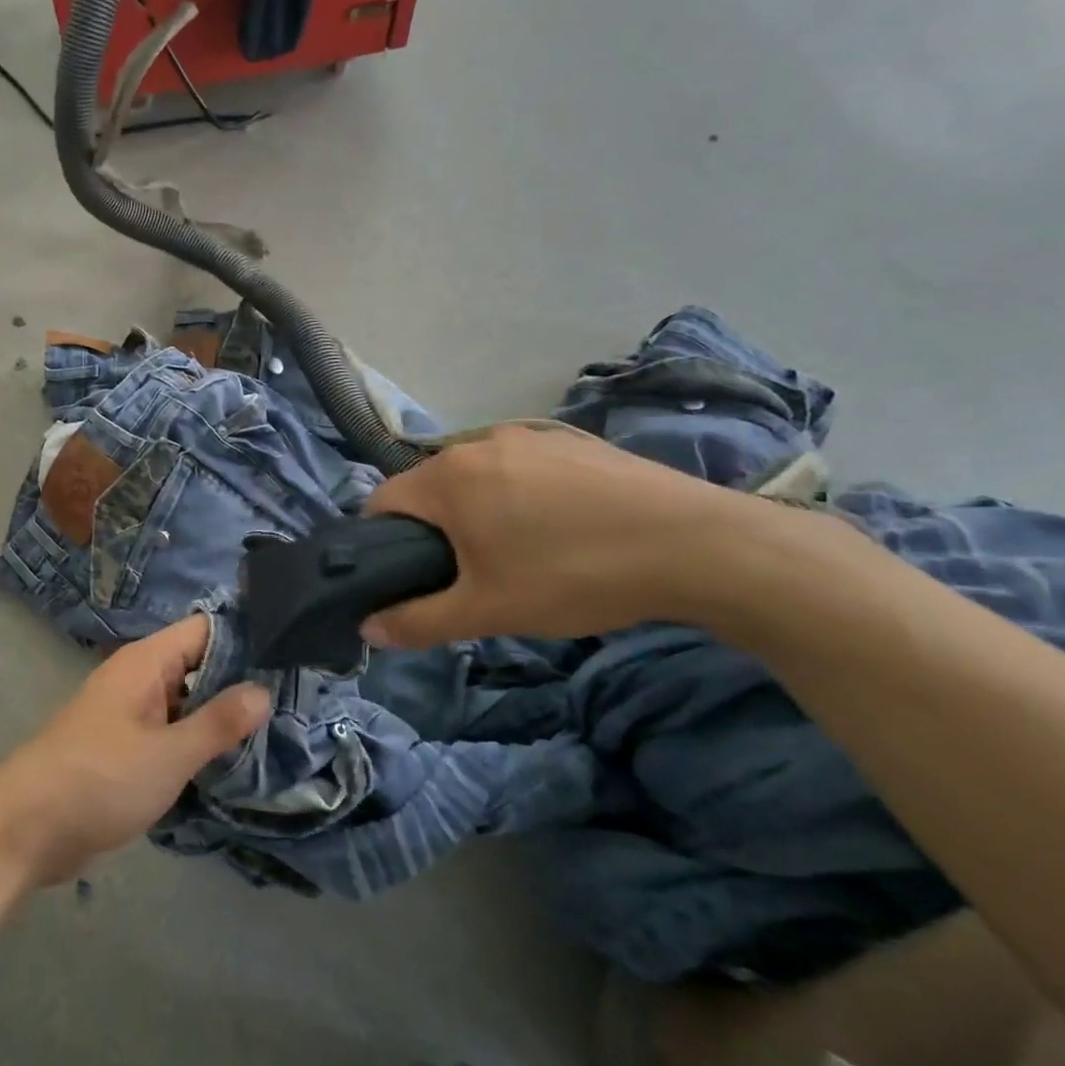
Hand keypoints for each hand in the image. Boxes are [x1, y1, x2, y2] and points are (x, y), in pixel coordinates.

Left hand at [0, 616, 271, 887]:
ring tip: (283, 729)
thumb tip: (265, 690)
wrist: (26, 830)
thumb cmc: (97, 780)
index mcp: (146, 663)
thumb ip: (217, 723)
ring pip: (188, 701)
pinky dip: (200, 740)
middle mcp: (140, 678)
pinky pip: (173, 731)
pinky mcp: (127, 747)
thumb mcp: (167, 755)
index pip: (206, 629)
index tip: (293, 655)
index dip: (247, 637)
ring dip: (223, 715)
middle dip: (242, 682)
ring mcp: (132, 714)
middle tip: (301, 699)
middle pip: (200, 665)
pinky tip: (238, 760)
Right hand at [360, 425, 757, 648]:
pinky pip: (521, 468)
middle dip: (433, 528)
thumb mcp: (487, 611)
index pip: (381, 501)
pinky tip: (562, 529)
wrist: (697, 545)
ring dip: (478, 510)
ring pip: (477, 476)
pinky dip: (520, 495)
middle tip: (465, 574)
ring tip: (518, 552)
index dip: (381, 541)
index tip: (406, 576)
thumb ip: (418, 621)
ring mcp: (529, 436)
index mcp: (447, 477)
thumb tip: (367, 629)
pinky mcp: (571, 441)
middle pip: (429, 487)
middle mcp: (478, 444)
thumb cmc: (572, 575)